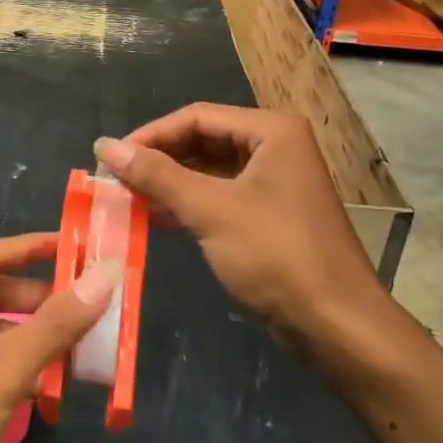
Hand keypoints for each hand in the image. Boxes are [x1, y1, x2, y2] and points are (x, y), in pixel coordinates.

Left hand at [0, 233, 118, 442]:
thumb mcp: (2, 370)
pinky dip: (11, 368)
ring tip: (77, 347)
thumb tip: (106, 274)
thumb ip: (56, 323)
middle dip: (38, 300)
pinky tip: (44, 387)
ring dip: (28, 337)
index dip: (36, 247)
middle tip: (88, 305)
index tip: (80, 247)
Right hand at [94, 105, 380, 340]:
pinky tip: (156, 217)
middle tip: (116, 179)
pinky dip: (189, 204)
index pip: (197, 117)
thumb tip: (106, 146)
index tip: (110, 158)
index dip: (151, 134)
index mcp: (270, 131)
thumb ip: (157, 175)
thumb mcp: (211, 210)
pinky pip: (220, 196)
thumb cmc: (276, 255)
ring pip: (210, 170)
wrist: (337, 325)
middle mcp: (275, 147)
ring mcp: (274, 182)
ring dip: (170, 182)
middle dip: (160, 159)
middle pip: (203, 139)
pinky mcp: (270, 214)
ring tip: (127, 198)